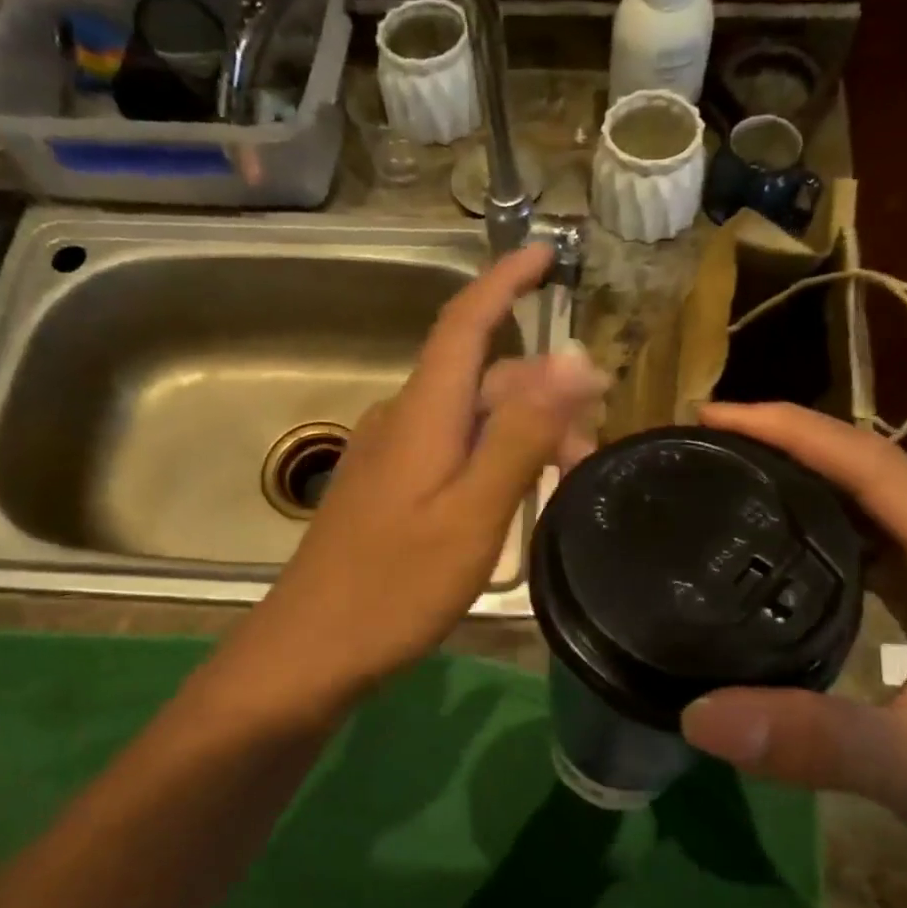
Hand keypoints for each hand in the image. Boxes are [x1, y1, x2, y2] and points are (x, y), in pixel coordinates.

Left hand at [210, 243, 605, 720]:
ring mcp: (389, 458)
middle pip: (480, 379)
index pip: (465, 322)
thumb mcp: (474, 513)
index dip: (505, 282)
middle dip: (543, 392)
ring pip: (468, 420)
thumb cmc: (396, 587)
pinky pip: (450, 453)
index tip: (549, 255)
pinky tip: (515, 498)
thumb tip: (573, 359)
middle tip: (595, 439)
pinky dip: (493, 459)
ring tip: (567, 477)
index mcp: (422, 414)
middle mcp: (402, 421)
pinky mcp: (386, 492)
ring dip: (522, 432)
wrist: (312, 652)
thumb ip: (520, 435)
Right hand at [680, 402, 906, 891]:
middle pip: (875, 469)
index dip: (794, 431)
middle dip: (792, 445)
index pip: (876, 466)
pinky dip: (829, 527)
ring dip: (810, 480)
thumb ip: (812, 739)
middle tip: (709, 445)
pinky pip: (884, 542)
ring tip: (734, 476)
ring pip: (880, 502)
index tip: (716, 416)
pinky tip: (784, 543)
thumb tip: (697, 715)